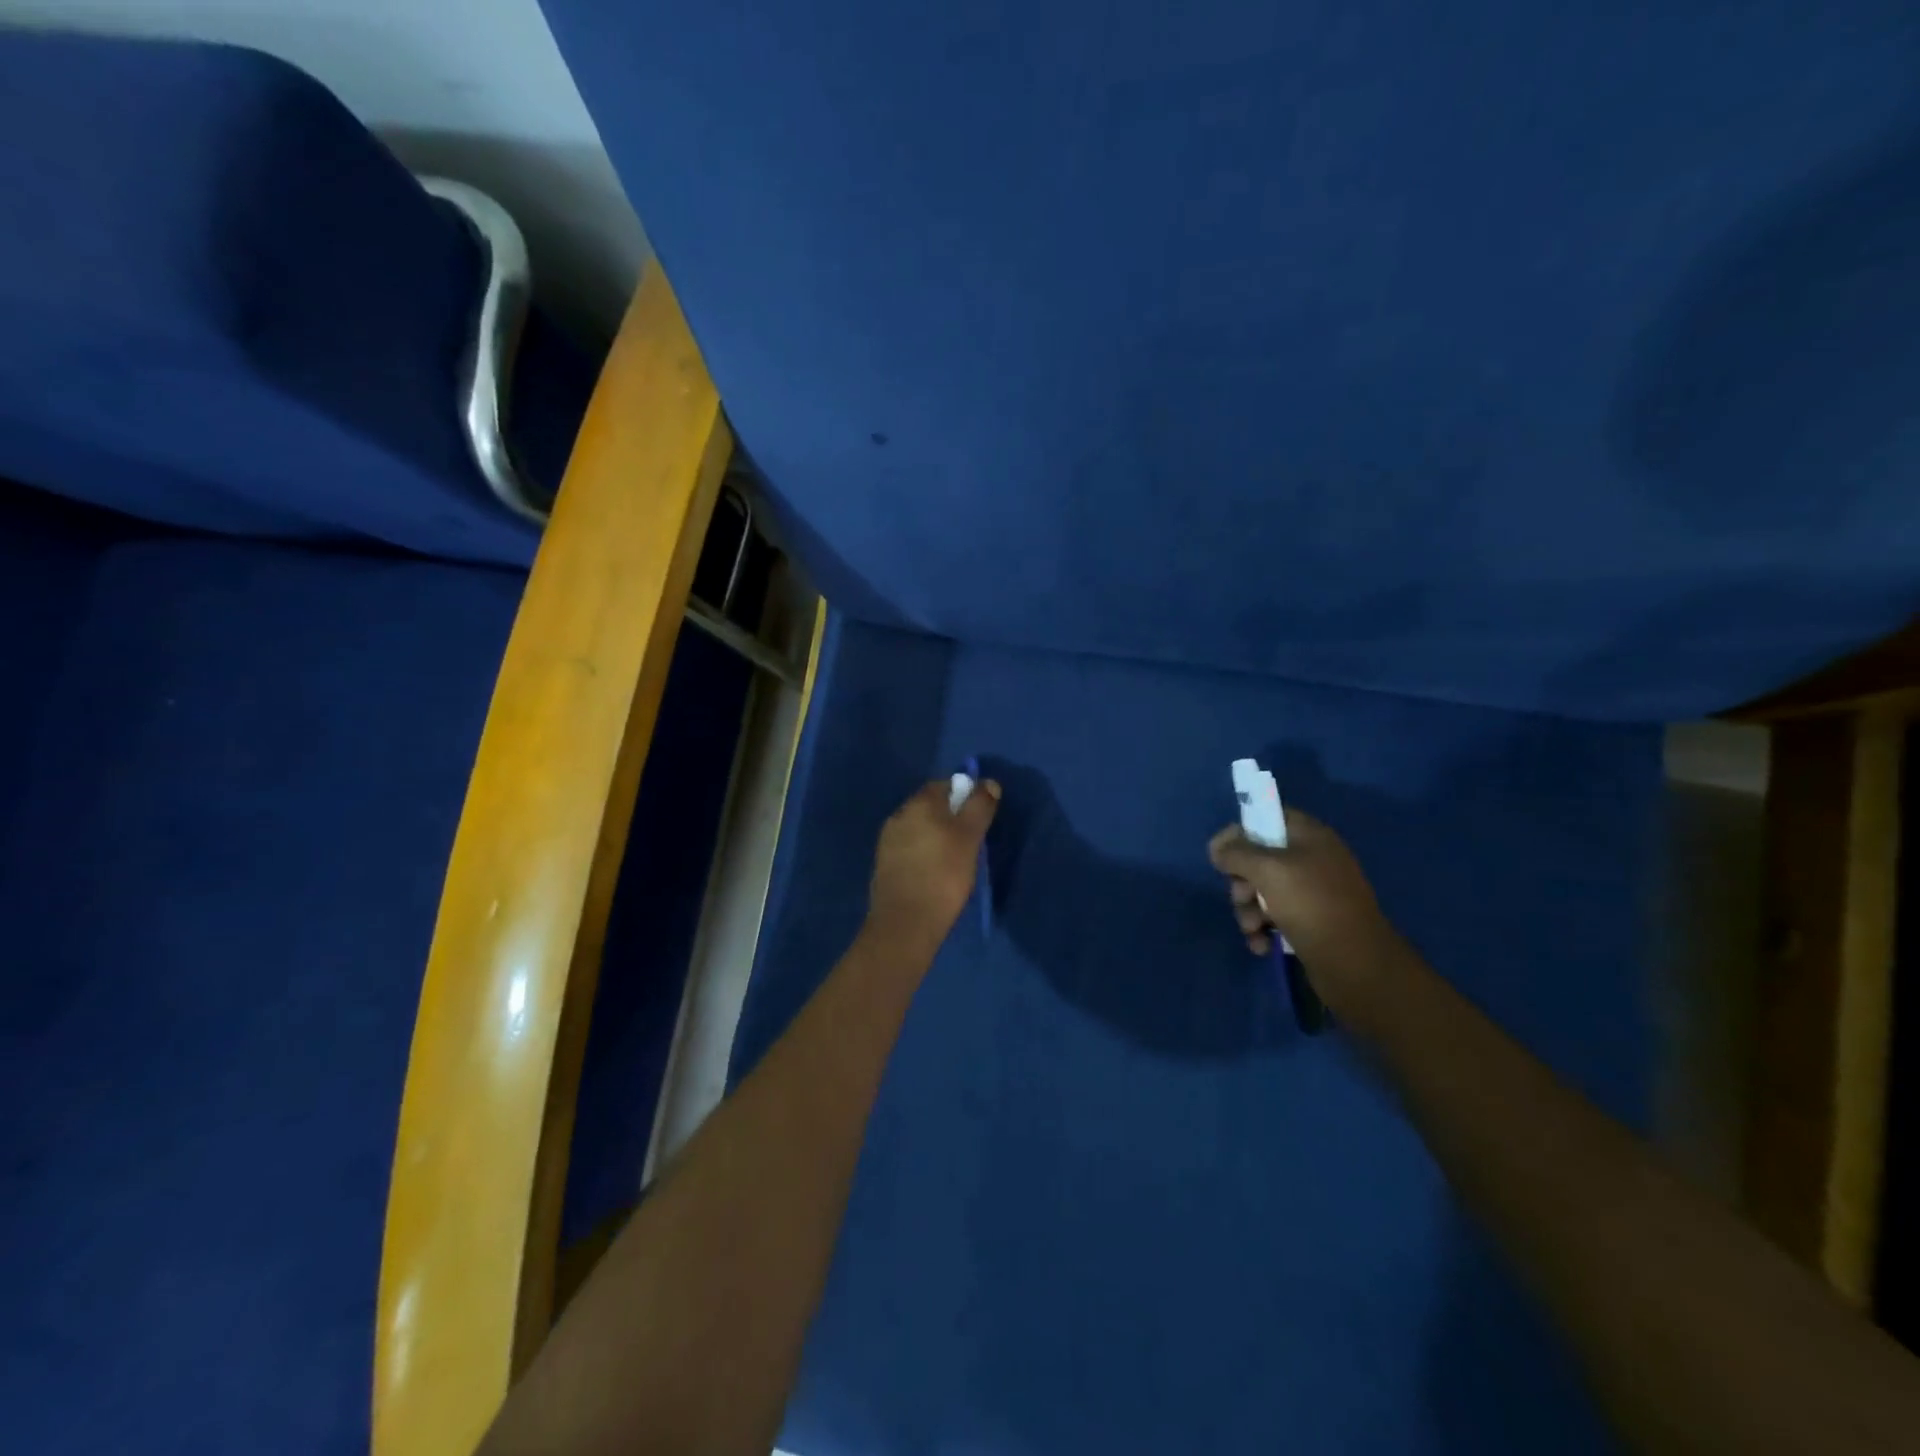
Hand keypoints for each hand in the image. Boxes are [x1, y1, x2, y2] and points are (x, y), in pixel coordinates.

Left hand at [867, 778, 1000, 948]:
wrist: (905, 922)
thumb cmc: (944, 874)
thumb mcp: (970, 837)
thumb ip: (979, 807)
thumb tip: (988, 783)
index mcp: (919, 803)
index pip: (944, 785)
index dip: (964, 794)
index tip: (980, 814)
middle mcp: (899, 814)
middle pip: (930, 806)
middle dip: (950, 815)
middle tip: (972, 837)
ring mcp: (888, 840)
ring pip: (918, 828)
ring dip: (936, 835)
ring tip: (955, 858)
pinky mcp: (884, 865)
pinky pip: (909, 848)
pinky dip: (924, 853)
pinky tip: (935, 872)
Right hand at [1207, 808, 1395, 1011]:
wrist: (1355, 964)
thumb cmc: (1311, 905)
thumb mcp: (1267, 870)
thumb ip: (1236, 853)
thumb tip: (1217, 848)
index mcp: (1310, 836)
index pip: (1268, 816)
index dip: (1241, 830)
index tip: (1219, 852)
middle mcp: (1312, 860)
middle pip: (1259, 857)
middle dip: (1241, 880)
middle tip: (1241, 896)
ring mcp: (1312, 892)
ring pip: (1262, 890)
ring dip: (1248, 910)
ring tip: (1252, 929)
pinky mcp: (1310, 922)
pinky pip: (1274, 916)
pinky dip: (1263, 929)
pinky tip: (1261, 945)